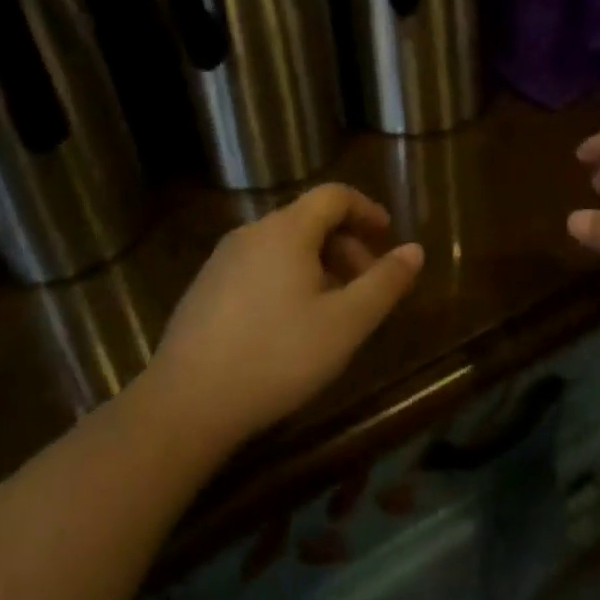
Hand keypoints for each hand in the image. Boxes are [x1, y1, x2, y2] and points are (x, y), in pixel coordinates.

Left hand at [148, 184, 421, 448]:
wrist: (184, 404)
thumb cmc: (277, 356)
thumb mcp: (346, 323)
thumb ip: (384, 282)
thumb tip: (415, 250)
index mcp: (287, 230)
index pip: (334, 195)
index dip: (366, 209)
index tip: (387, 236)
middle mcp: (252, 232)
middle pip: (309, 219)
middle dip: (346, 244)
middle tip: (366, 285)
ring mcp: (223, 259)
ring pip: (284, 245)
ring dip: (318, 264)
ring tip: (333, 310)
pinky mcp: (205, 288)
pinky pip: (259, 266)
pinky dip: (287, 278)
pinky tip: (289, 325)